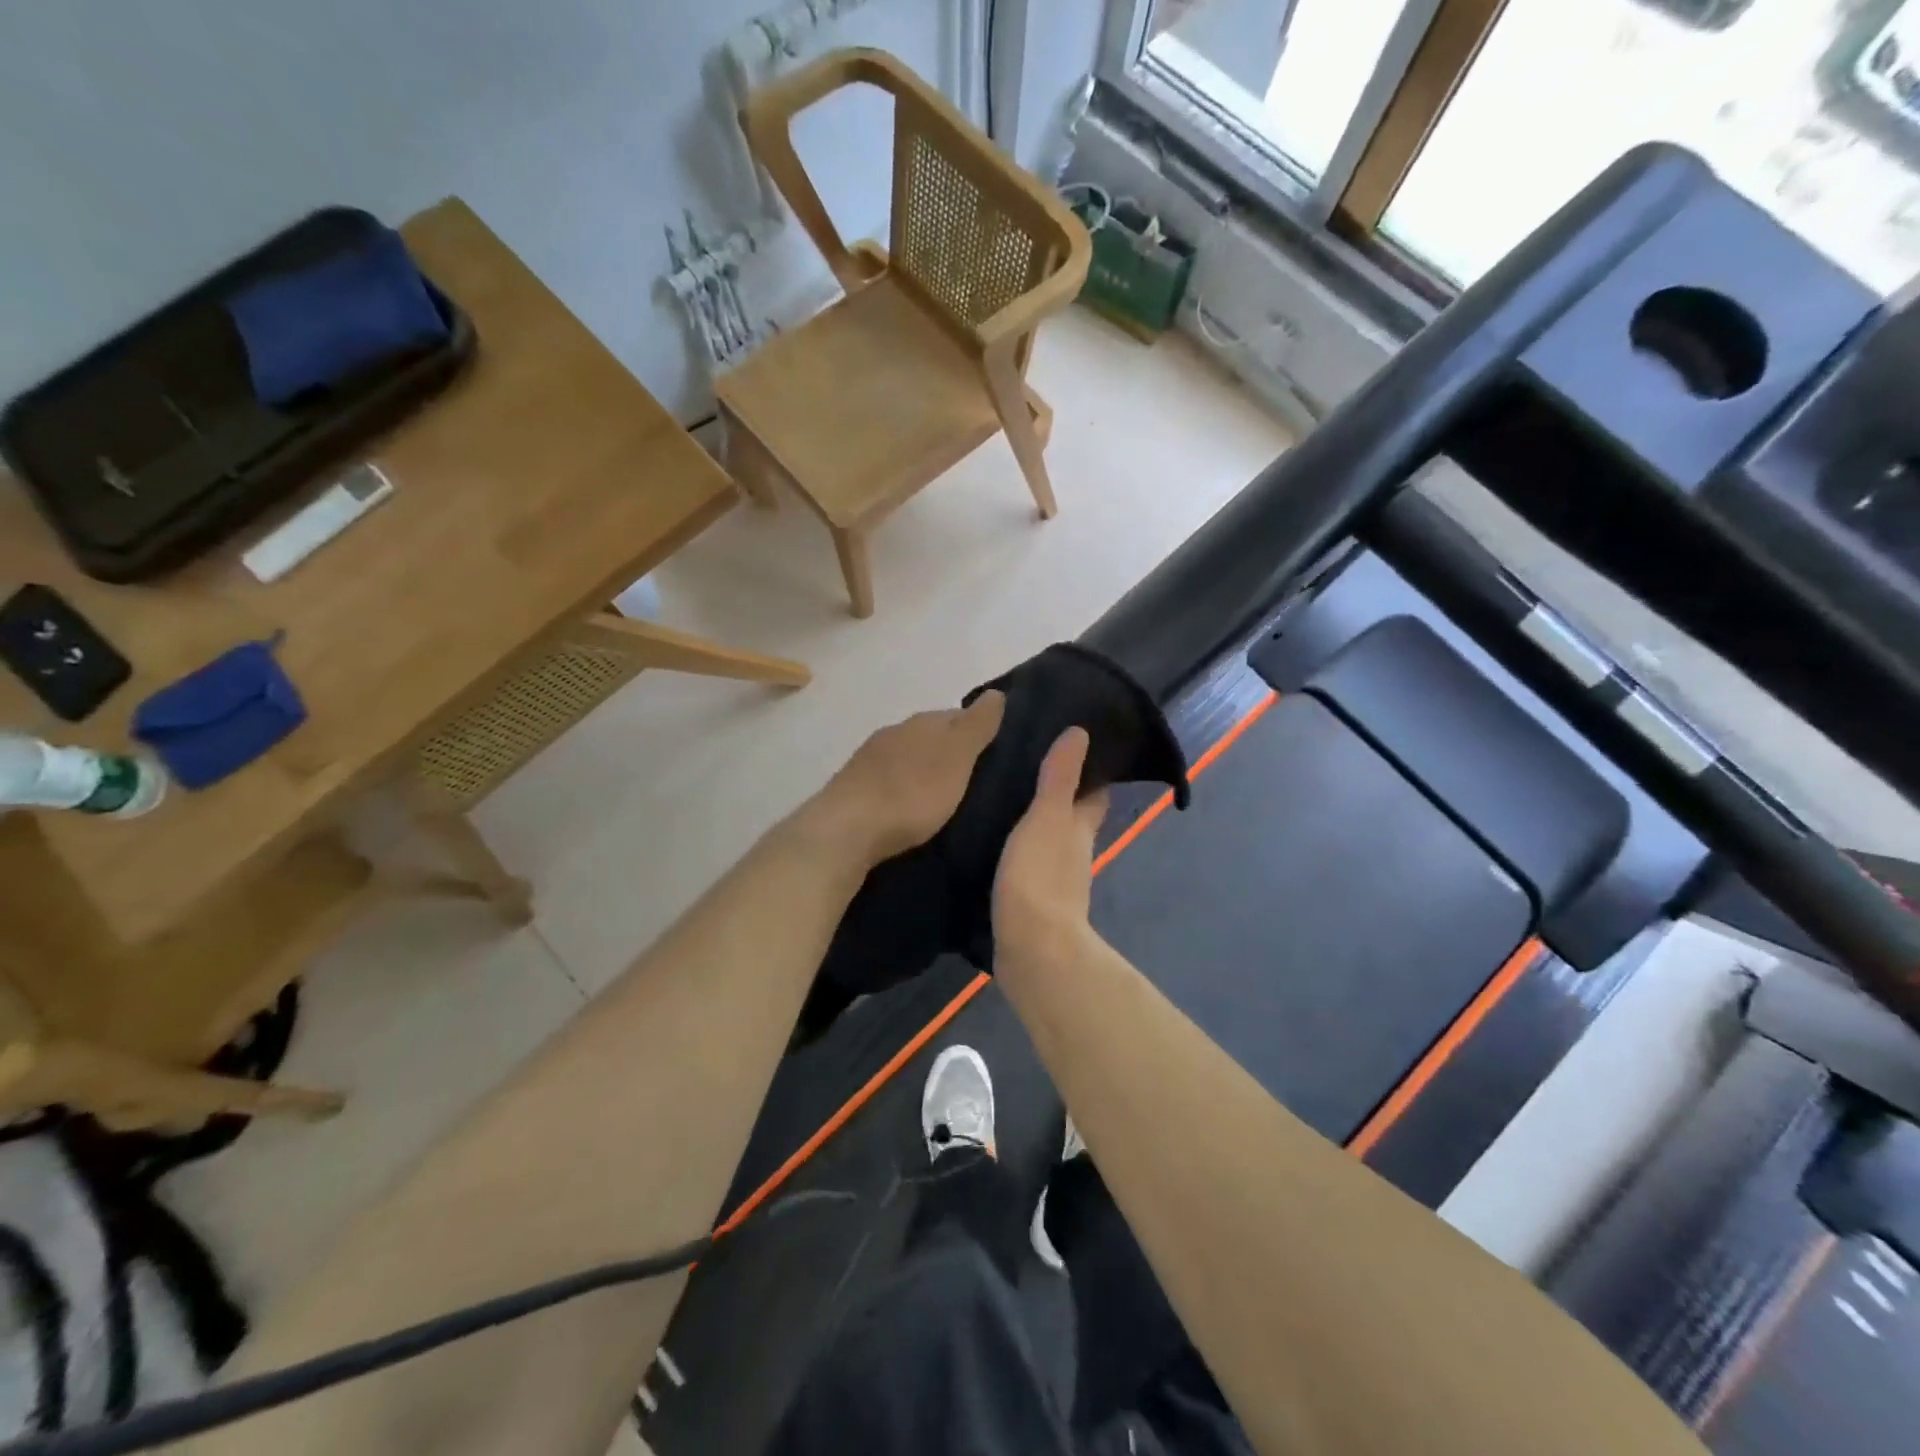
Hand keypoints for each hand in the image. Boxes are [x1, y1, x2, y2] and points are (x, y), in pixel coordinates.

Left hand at [800, 691, 1006, 866]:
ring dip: (924, 769)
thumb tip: (996, 693)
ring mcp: (870, 758)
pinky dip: (904, 787)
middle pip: (931, 734)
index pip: (958, 715)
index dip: (977, 730)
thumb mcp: (957, 758)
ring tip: (944, 795)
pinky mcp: (854, 786)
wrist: (847, 829)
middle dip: (950, 750)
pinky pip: (888, 779)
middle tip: (973, 777)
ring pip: (908, 756)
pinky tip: (909, 805)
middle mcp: (895, 732)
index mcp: (923, 722)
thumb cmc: (912, 793)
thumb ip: (977, 726)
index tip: (994, 751)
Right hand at [993, 727, 1108, 963]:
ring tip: (1002, 797)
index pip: (1095, 792)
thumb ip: (1059, 778)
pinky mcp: (1029, 900)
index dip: (1090, 770)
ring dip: (1035, 822)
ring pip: (1048, 840)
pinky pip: (1026, 863)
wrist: (1031, 949)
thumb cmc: (1041, 878)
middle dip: (1058, 793)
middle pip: (1072, 816)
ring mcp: (1053, 880)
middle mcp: (1073, 852)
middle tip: (1027, 765)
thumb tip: (1081, 732)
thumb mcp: (1047, 819)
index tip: (1074, 744)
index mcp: (1080, 829)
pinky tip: (993, 842)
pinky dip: (1017, 849)